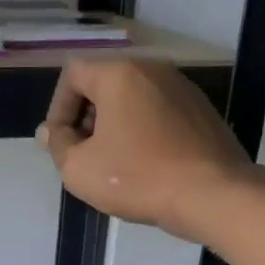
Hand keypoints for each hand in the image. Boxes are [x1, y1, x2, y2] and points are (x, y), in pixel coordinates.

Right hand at [37, 60, 260, 242]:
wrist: (212, 195)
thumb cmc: (137, 177)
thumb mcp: (79, 169)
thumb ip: (58, 145)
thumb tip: (52, 131)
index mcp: (120, 73)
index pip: (72, 73)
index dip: (58, 108)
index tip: (61, 143)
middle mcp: (153, 70)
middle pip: (104, 83)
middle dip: (86, 117)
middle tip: (83, 154)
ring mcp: (183, 88)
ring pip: (133, 99)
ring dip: (114, 126)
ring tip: (113, 163)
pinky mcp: (202, 111)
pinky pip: (158, 113)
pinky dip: (143, 132)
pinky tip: (145, 165)